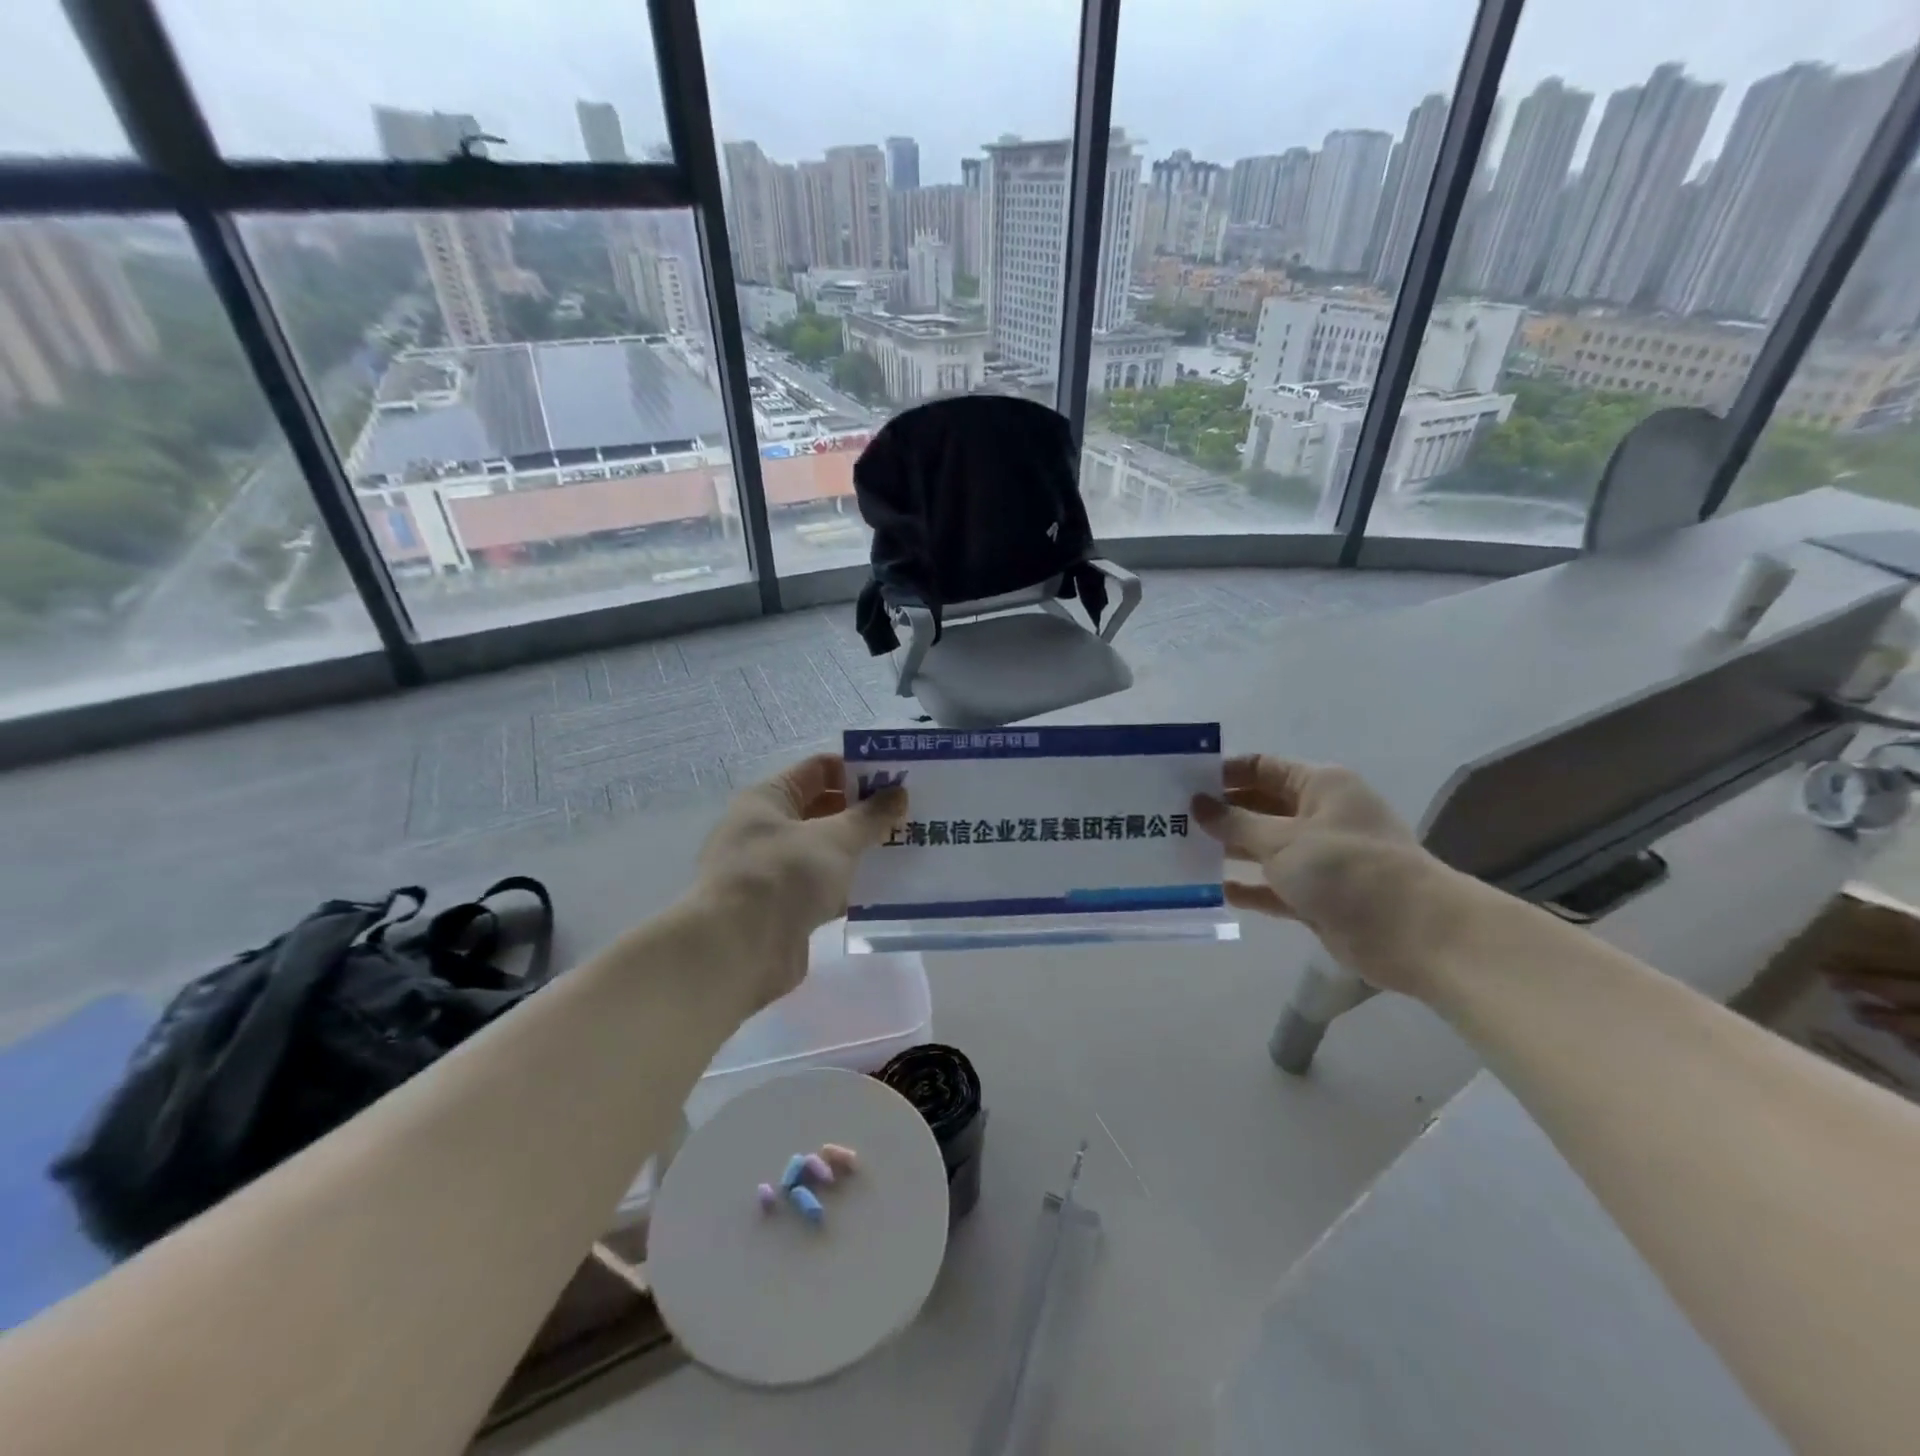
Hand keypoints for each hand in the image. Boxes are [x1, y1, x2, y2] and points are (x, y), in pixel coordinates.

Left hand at [694, 753, 906, 1008]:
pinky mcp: (783, 909)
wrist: (739, 950)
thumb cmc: (785, 875)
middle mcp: (766, 829)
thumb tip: (898, 793)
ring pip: (826, 851)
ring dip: (860, 851)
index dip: (858, 770)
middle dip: (864, 813)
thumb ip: (870, 815)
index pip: (819, 769)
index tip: (897, 781)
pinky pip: (824, 888)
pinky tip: (884, 890)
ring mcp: (773, 872)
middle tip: (908, 816)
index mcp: (768, 798)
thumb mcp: (835, 838)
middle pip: (823, 810)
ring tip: (904, 850)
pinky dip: (850, 887)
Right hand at [1193, 756, 1470, 996]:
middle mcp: (1320, 815)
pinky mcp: (1317, 895)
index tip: (1181, 783)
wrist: (1413, 933)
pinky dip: (1247, 886)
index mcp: (1320, 785)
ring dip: (1228, 850)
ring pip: (1263, 846)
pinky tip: (1212, 889)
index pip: (1262, 768)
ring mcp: (1319, 857)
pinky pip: (1272, 885)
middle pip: (1259, 806)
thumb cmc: (1346, 868)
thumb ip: (1235, 823)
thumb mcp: (1282, 840)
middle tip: (1171, 819)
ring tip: (1180, 851)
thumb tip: (1197, 804)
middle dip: (1220, 813)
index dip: (1223, 773)